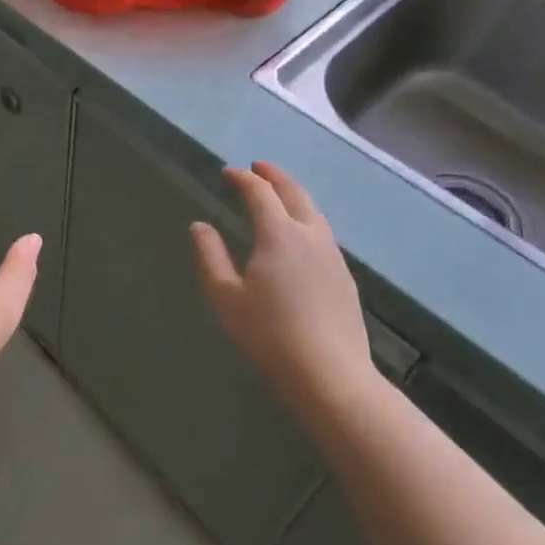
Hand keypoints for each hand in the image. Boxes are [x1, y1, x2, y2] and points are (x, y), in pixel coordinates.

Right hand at [190, 162, 379, 410]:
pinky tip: (299, 235)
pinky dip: (306, 219)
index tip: (228, 173)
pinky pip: (322, 233)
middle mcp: (310, 236)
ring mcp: (332, 256)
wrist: (331, 377)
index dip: (243, 179)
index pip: (260, 193)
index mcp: (279, 235)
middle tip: (259, 167)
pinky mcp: (344, 277)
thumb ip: (210, 256)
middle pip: (294, 193)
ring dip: (294, 195)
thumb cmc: (269, 336)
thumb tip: (200, 226)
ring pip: (314, 212)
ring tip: (279, 195)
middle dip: (275, 176)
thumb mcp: (226, 297)